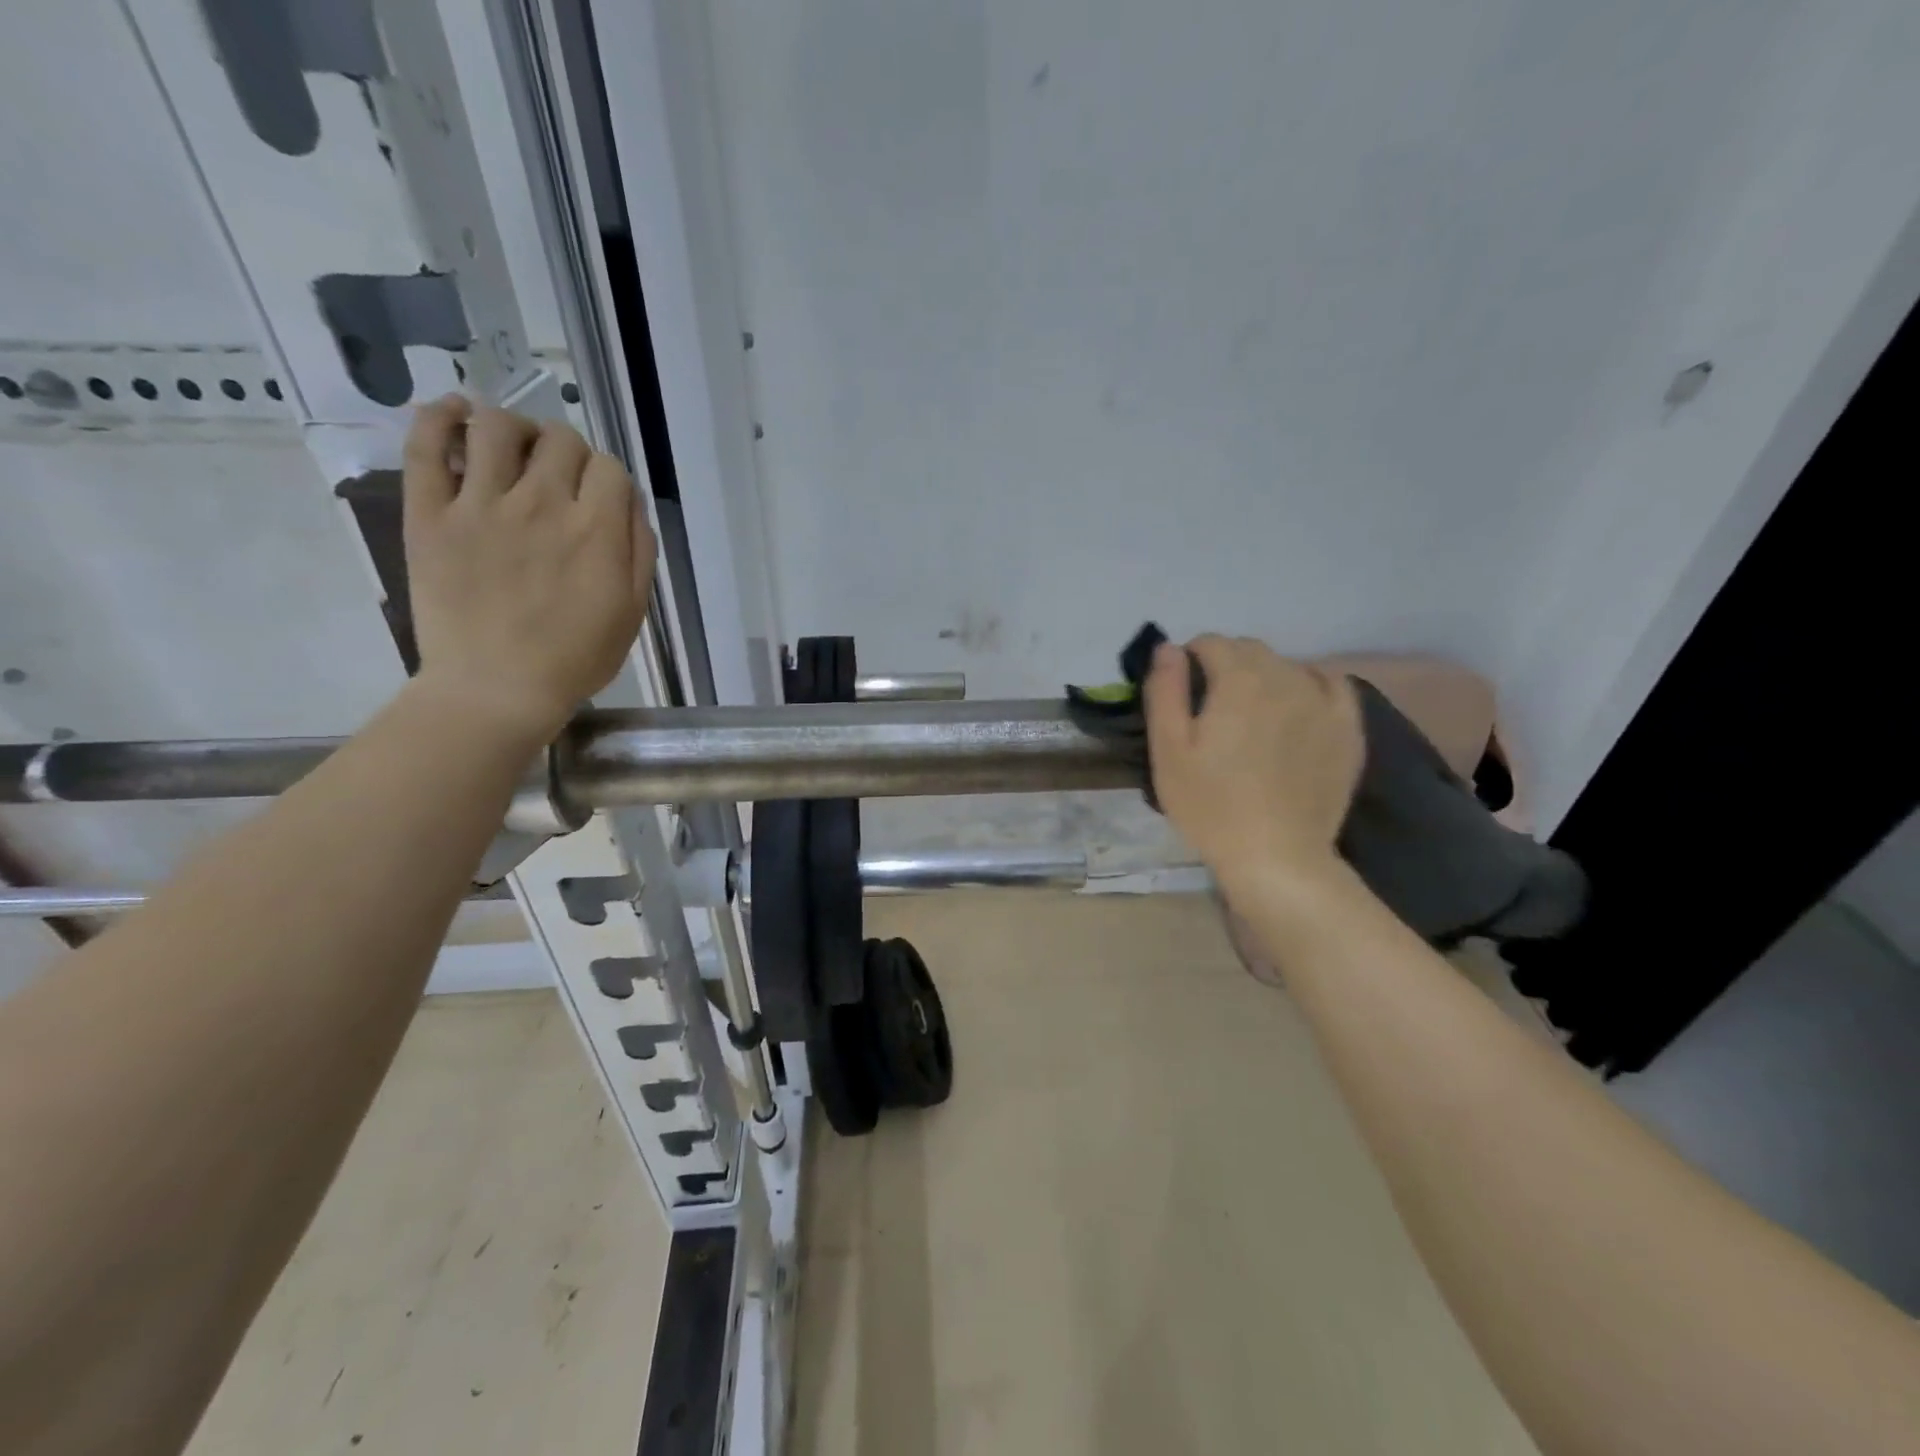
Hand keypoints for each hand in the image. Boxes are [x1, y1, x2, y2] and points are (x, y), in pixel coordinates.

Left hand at [401, 397, 655, 746]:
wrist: (497, 689)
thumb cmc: (575, 658)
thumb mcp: (633, 611)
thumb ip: (639, 551)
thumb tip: (630, 505)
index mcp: (597, 531)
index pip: (610, 468)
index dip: (609, 480)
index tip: (600, 503)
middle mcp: (544, 504)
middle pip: (561, 439)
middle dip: (568, 453)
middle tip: (559, 481)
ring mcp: (482, 504)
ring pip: (498, 427)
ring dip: (514, 428)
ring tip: (512, 450)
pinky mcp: (431, 514)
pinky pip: (427, 445)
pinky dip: (440, 416)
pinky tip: (455, 413)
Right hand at [1144, 635, 1363, 885]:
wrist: (1276, 857)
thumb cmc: (1210, 806)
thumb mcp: (1169, 751)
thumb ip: (1165, 691)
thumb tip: (1169, 648)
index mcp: (1239, 680)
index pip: (1210, 643)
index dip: (1189, 661)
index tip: (1181, 692)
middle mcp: (1285, 677)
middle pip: (1250, 650)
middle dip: (1225, 665)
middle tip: (1210, 707)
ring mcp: (1323, 701)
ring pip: (1287, 666)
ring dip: (1263, 676)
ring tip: (1250, 715)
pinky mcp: (1348, 727)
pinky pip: (1331, 683)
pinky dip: (1309, 683)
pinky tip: (1297, 706)